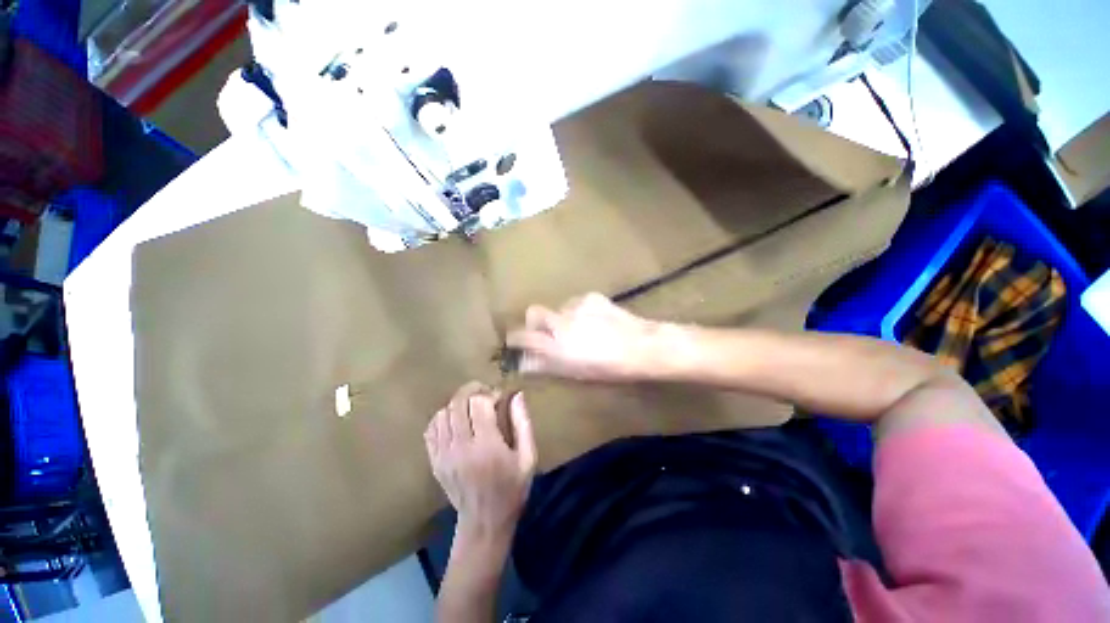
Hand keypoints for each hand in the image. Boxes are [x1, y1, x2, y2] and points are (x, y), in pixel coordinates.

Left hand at [425, 382, 537, 536]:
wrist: (484, 523)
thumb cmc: (512, 489)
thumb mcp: (528, 458)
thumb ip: (523, 423)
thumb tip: (516, 395)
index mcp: (487, 446)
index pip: (479, 403)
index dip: (489, 393)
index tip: (499, 398)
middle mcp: (461, 447)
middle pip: (458, 403)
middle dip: (472, 391)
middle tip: (484, 394)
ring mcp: (443, 455)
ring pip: (443, 413)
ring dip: (458, 404)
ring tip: (471, 408)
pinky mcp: (434, 462)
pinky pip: (431, 429)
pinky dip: (443, 418)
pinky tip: (456, 421)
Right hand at [506, 293, 660, 381]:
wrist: (642, 346)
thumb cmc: (609, 368)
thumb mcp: (575, 372)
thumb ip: (547, 365)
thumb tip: (525, 363)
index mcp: (556, 344)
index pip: (522, 336)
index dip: (515, 338)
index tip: (515, 341)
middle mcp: (561, 321)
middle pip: (534, 312)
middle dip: (535, 322)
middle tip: (549, 334)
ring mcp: (577, 306)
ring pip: (558, 308)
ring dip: (562, 318)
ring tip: (581, 330)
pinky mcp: (591, 297)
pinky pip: (576, 303)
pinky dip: (579, 312)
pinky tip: (595, 321)